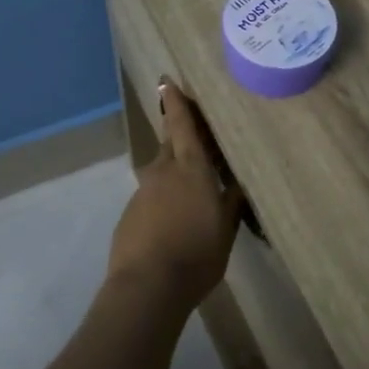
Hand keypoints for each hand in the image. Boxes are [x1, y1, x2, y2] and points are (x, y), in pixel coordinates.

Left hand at [109, 80, 242, 311]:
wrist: (146, 287)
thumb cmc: (196, 254)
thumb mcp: (225, 229)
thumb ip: (231, 203)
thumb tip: (239, 184)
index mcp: (190, 168)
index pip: (181, 125)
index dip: (175, 102)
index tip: (166, 80)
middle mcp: (163, 172)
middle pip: (170, 145)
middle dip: (179, 137)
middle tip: (195, 137)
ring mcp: (142, 193)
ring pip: (160, 173)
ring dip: (174, 174)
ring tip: (190, 193)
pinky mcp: (129, 215)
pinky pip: (151, 198)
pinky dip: (162, 201)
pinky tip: (172, 222)